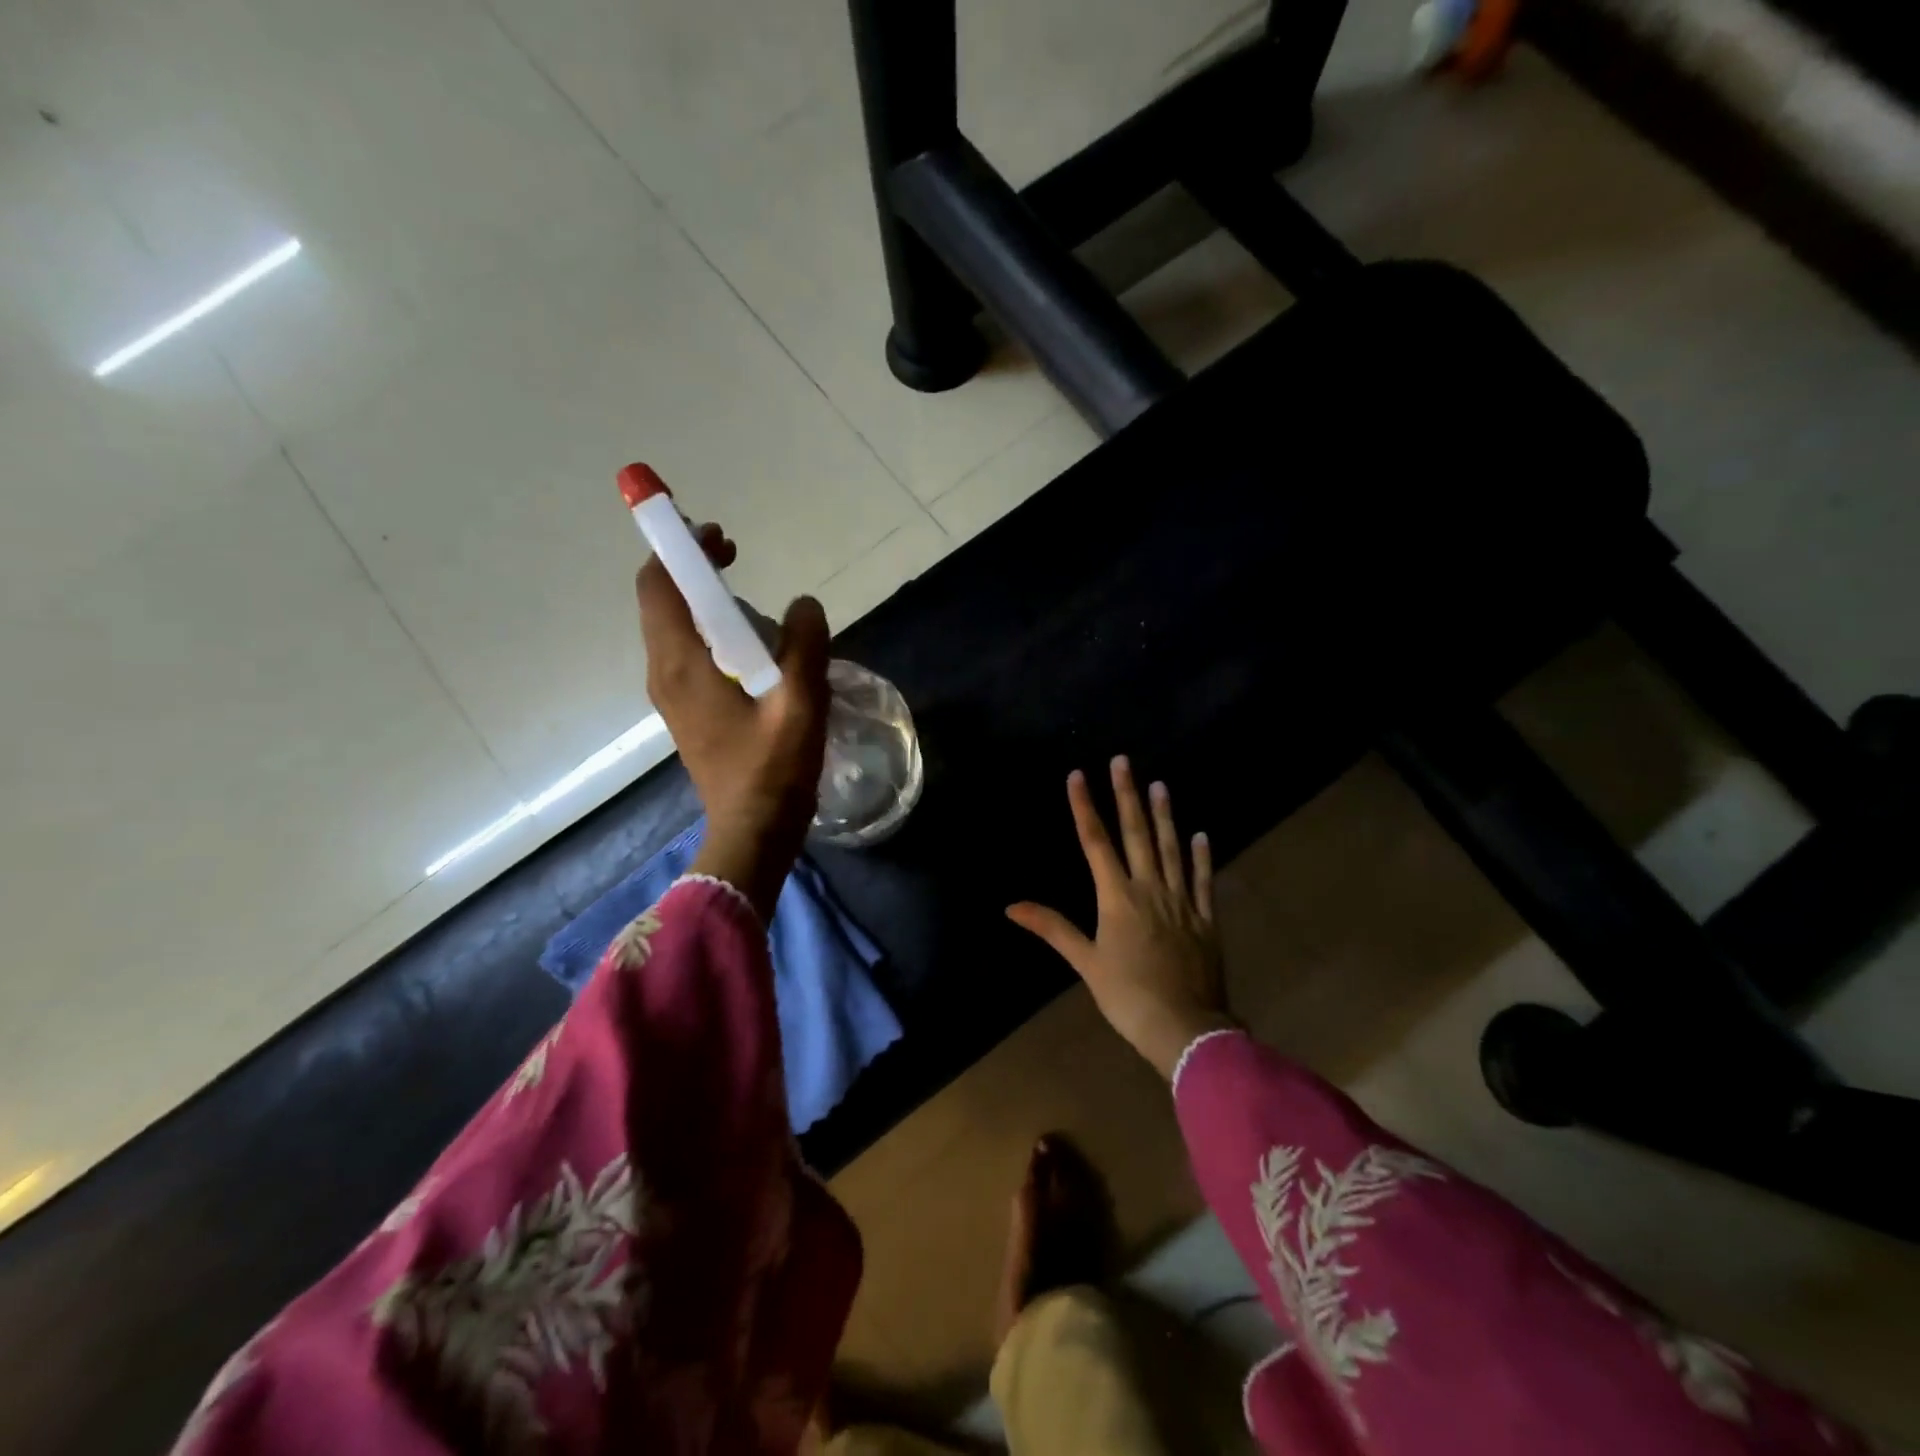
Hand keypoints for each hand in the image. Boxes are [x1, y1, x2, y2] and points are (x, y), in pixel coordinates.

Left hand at [637, 523, 830, 922]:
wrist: (752, 834)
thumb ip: (805, 645)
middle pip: (662, 603)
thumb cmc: (772, 771)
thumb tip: (804, 605)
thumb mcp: (801, 704)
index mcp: (682, 664)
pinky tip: (752, 645)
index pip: (658, 587)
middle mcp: (665, 673)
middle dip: (692, 570)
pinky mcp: (688, 713)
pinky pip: (689, 655)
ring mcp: (673, 696)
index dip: (679, 550)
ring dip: (703, 601)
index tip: (718, 536)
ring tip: (749, 596)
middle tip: (736, 557)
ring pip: (675, 629)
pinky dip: (709, 632)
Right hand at [1007, 758, 1234, 1079]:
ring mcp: (1181, 901)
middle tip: (1124, 761)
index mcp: (1117, 898)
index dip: (1084, 807)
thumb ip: (1052, 928)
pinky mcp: (1205, 919)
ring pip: (1171, 849)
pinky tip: (1201, 835)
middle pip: (1136, 834)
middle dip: (1127, 795)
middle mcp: (1149, 889)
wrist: (1184, 1028)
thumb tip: (1010, 906)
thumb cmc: (1127, 996)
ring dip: (1165, 816)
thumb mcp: (1085, 962)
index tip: (1078, 775)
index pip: (1096, 842)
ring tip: (1160, 785)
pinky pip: (1203, 881)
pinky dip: (1201, 857)